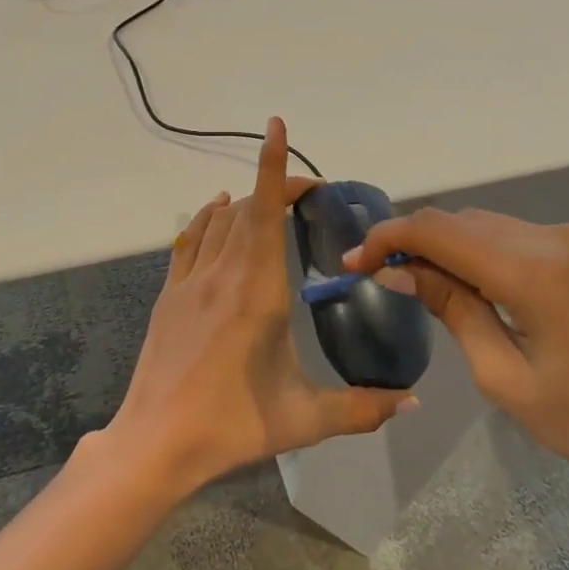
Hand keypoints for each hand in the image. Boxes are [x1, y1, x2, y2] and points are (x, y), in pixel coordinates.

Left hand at [101, 118, 414, 497]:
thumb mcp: (305, 419)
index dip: (273, 166)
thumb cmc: (233, 424)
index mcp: (258, 291)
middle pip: (247, 208)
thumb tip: (412, 402)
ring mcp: (189, 281)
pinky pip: (189, 239)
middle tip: (307, 193)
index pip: (266, 212)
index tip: (276, 128)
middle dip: (275, 187)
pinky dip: (207, 218)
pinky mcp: (169, 294)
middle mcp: (222, 273)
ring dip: (244, 202)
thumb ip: (362, 409)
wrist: (156, 441)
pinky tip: (217, 215)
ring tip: (269, 203)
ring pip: (217, 220)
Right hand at [346, 210, 568, 502]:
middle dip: (415, 241)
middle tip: (380, 277)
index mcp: (534, 271)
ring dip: (448, 245)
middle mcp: (555, 237)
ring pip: (488, 225)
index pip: (439, 230)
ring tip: (419, 283)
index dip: (389, 238)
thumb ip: (452, 310)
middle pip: (462, 221)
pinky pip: (517, 237)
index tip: (354, 262)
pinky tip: (471, 284)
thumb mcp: (506, 378)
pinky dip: (482, 252)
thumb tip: (397, 272)